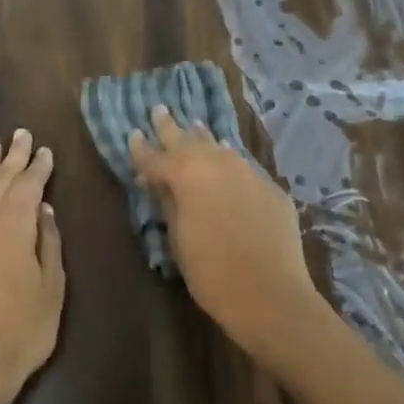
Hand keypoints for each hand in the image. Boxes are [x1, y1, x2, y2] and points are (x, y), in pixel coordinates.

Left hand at [0, 129, 64, 403]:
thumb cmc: (24, 326)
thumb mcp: (52, 285)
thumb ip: (48, 243)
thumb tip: (45, 210)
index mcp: (15, 226)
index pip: (29, 186)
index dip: (38, 167)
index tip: (45, 150)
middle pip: (0, 181)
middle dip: (13, 157)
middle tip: (20, 134)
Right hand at [129, 106, 331, 360]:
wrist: (271, 293)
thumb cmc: (211, 271)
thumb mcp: (178, 238)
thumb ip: (167, 202)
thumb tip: (156, 181)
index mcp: (187, 174)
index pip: (156, 157)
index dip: (141, 149)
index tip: (132, 134)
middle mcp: (218, 162)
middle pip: (188, 140)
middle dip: (171, 128)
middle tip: (159, 110)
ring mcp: (248, 172)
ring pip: (219, 147)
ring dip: (204, 138)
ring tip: (195, 125)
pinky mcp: (270, 187)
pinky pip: (243, 165)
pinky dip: (229, 160)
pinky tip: (228, 158)